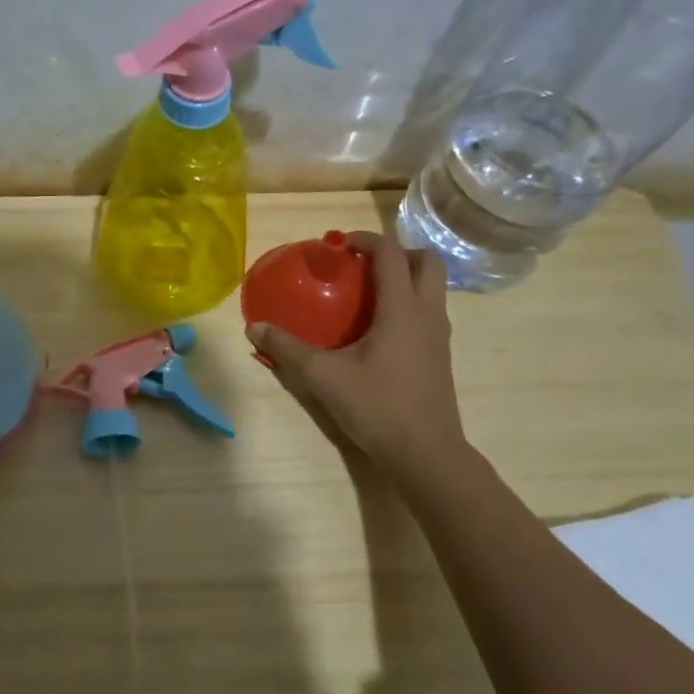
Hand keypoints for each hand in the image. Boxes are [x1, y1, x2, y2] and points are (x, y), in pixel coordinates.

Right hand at [246, 232, 466, 473]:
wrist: (425, 452)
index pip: (391, 254)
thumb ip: (288, 349)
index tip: (338, 244)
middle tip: (363, 265)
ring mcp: (439, 335)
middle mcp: (427, 313)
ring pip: (432, 288)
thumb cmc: (377, 406)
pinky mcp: (440, 355)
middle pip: (426, 262)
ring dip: (405, 278)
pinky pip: (428, 312)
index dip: (365, 240)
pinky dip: (408, 303)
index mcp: (402, 308)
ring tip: (367, 293)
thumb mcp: (323, 376)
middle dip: (397, 253)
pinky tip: (377, 330)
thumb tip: (254, 327)